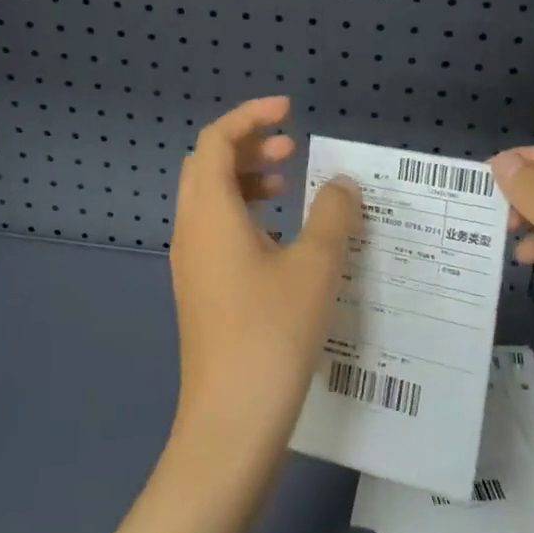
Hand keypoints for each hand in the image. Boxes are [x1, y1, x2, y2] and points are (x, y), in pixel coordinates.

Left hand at [169, 98, 361, 465]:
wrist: (231, 420)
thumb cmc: (273, 332)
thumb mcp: (316, 266)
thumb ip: (333, 215)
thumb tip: (342, 185)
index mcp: (210, 213)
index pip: (217, 140)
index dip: (250, 116)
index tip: (289, 112)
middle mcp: (191, 231)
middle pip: (208, 165)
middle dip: (248, 146)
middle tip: (292, 148)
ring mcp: (191, 264)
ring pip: (211, 199)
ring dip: (247, 180)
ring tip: (290, 186)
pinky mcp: (201, 291)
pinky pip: (216, 231)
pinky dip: (245, 214)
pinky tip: (282, 238)